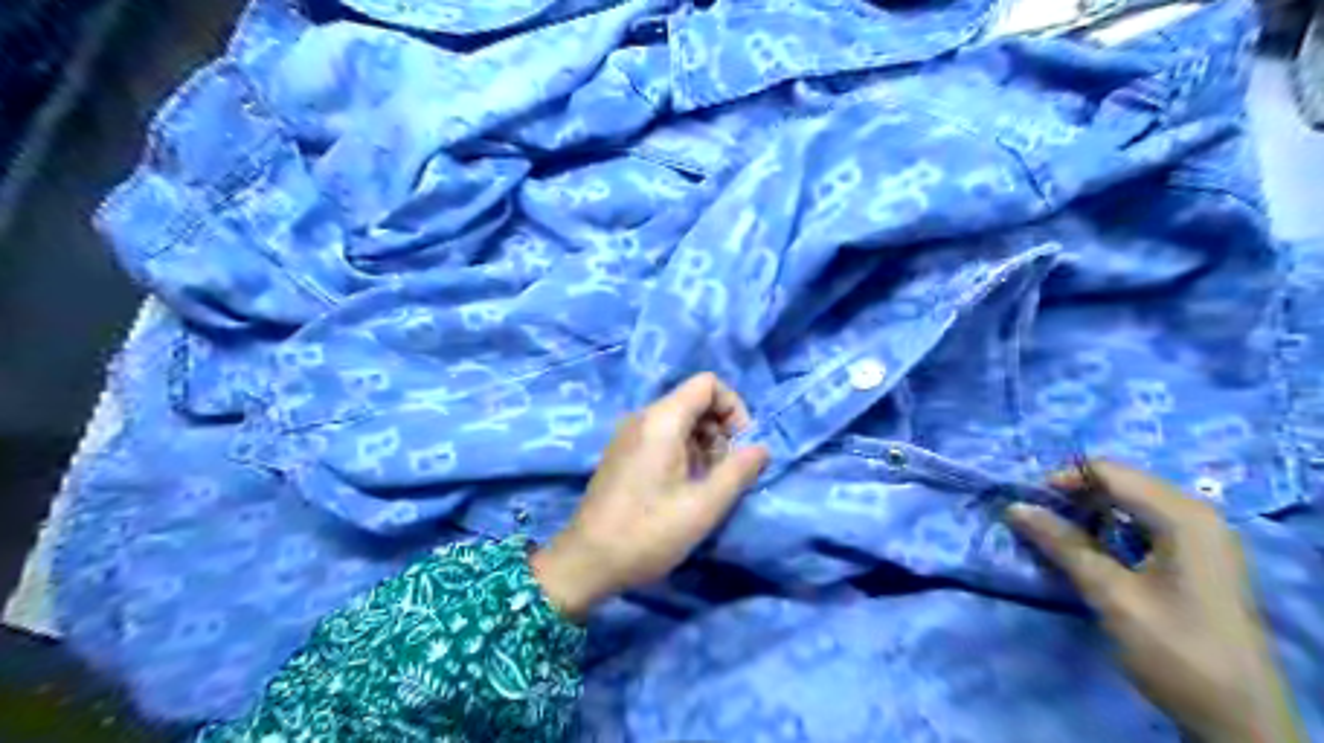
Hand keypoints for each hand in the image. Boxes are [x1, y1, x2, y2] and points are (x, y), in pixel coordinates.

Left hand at [530, 373, 771, 622]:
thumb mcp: (704, 506)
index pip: (707, 384)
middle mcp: (642, 417)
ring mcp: (628, 435)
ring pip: (679, 421)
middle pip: (694, 401)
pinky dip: (683, 452)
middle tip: (726, 470)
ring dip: (704, 444)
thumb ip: (738, 471)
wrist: (587, 561)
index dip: (733, 407)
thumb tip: (762, 448)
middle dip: (720, 429)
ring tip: (707, 484)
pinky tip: (684, 488)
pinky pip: (662, 437)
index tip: (741, 444)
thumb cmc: (648, 532)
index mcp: (661, 420)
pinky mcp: (622, 453)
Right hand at [1015, 461, 1301, 739]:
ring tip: (1058, 535)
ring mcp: (1203, 538)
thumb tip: (1014, 507)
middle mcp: (1197, 515)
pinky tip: (1094, 553)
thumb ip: (1062, 544)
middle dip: (1075, 496)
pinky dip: (1112, 530)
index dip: (1063, 479)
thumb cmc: (1174, 648)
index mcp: (1183, 516)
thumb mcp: (1110, 594)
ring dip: (1091, 513)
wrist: (1239, 719)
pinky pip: (1146, 525)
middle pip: (1122, 483)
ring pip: (1132, 504)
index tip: (1029, 504)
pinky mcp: (1200, 560)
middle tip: (1038, 520)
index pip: (1110, 471)